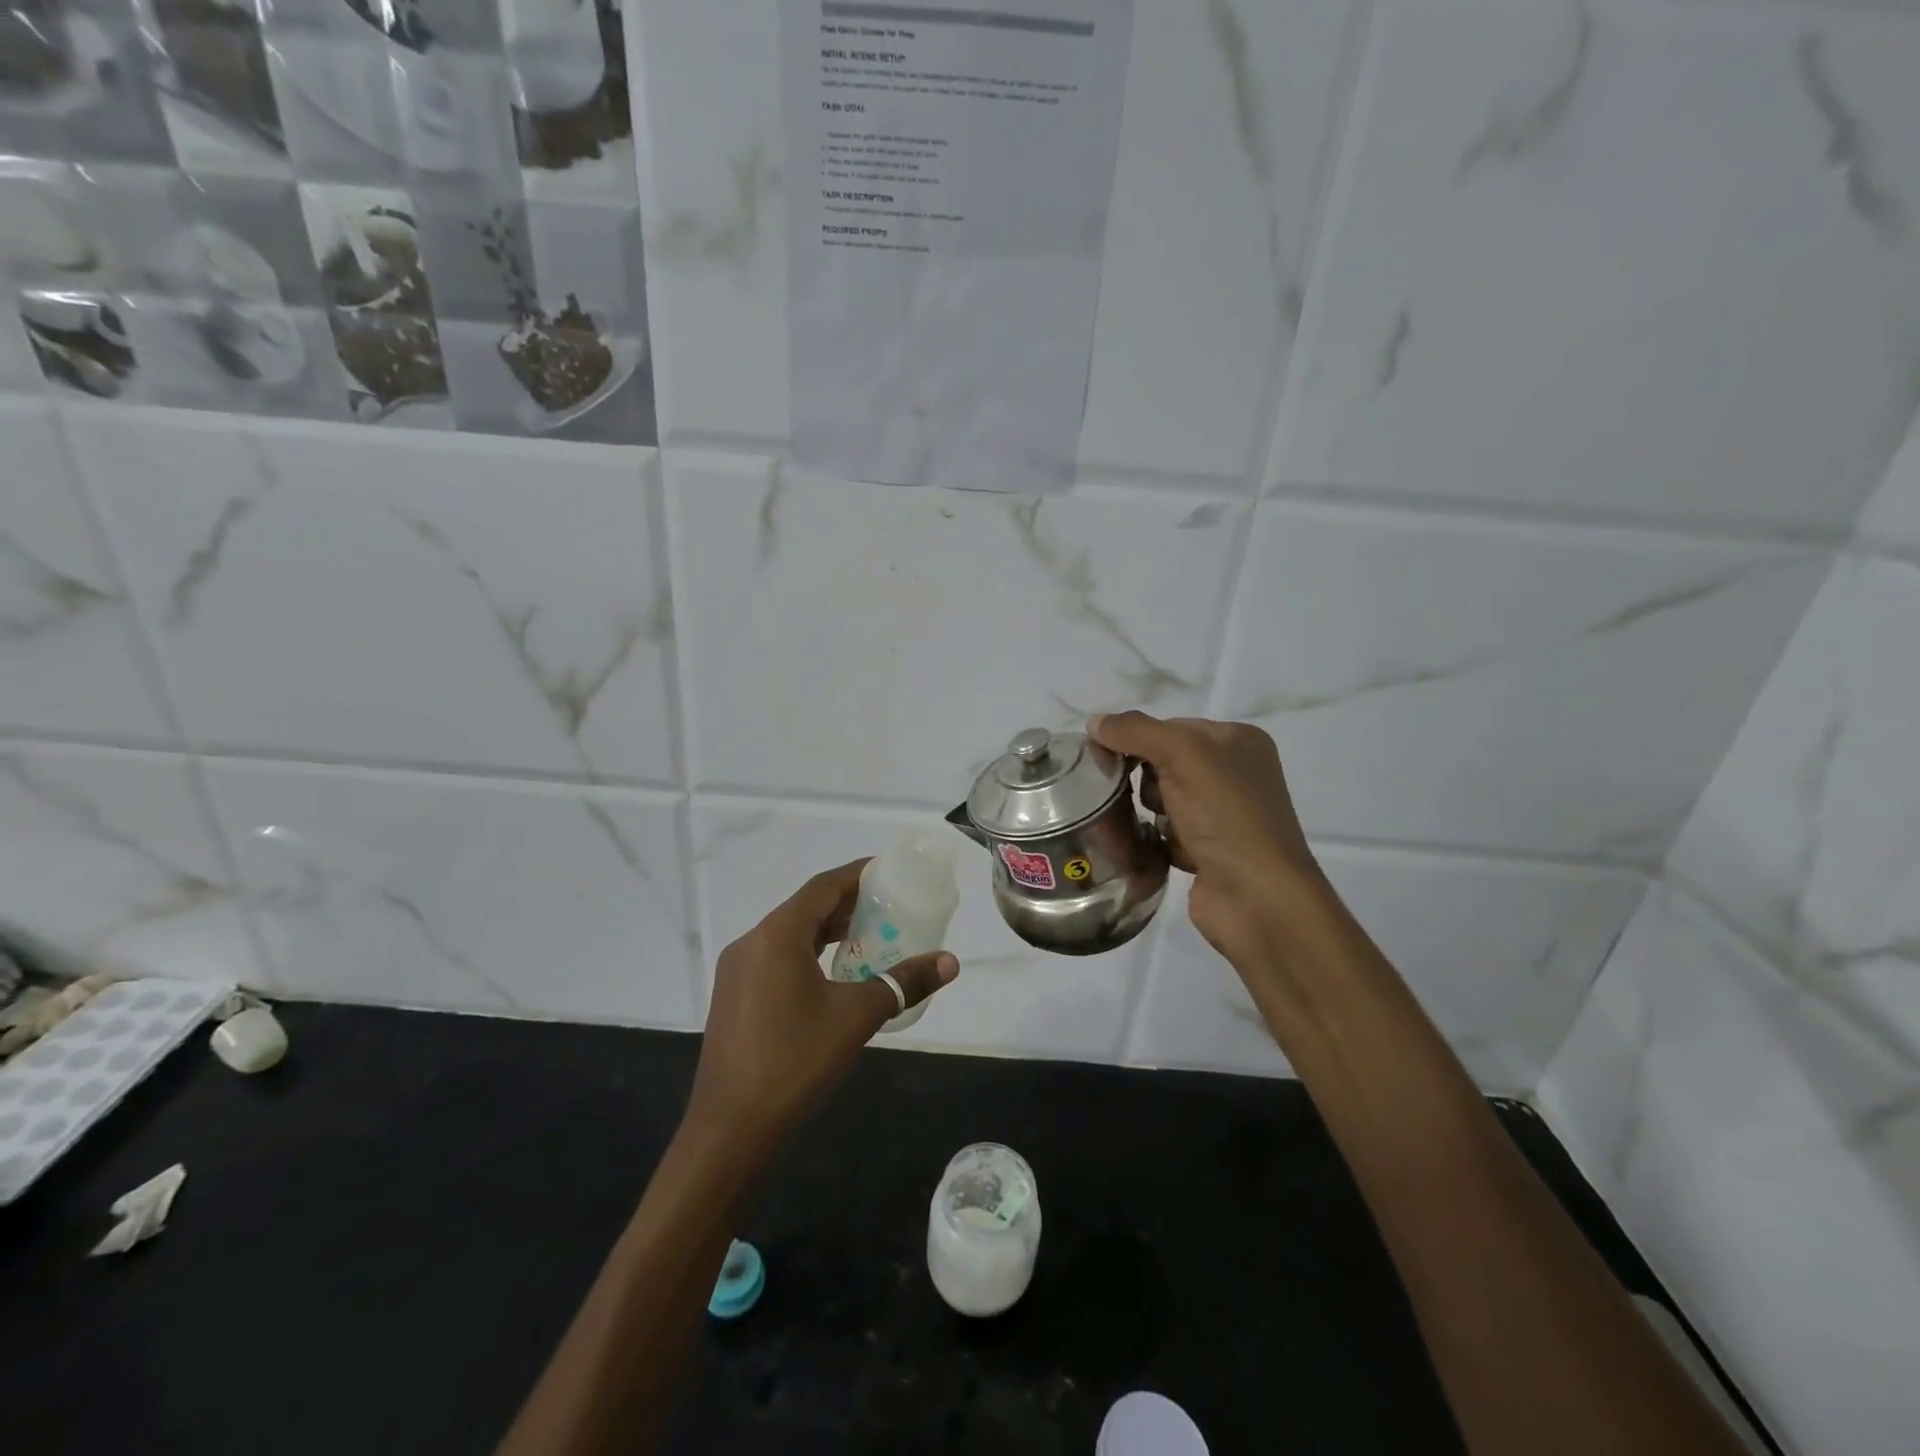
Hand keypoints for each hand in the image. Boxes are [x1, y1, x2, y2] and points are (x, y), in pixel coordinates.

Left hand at [683, 859, 958, 1161]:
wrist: (729, 1130)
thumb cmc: (794, 1062)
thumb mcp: (857, 1017)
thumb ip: (903, 982)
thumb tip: (950, 962)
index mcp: (777, 935)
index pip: (822, 887)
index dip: (856, 874)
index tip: (888, 870)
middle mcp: (751, 943)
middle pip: (805, 908)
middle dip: (847, 903)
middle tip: (890, 905)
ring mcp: (737, 971)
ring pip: (789, 935)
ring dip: (827, 930)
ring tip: (869, 936)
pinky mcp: (733, 997)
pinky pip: (776, 958)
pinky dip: (808, 954)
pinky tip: (834, 975)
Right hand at [1090, 712, 1326, 970]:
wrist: (1256, 898)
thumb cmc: (1225, 816)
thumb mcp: (1183, 755)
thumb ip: (1136, 731)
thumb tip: (1094, 722)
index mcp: (1238, 740)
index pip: (1170, 726)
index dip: (1137, 739)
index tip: (1106, 758)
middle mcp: (1233, 774)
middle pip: (1162, 762)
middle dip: (1142, 779)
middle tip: (1133, 795)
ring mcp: (1222, 815)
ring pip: (1161, 799)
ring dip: (1147, 811)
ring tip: (1146, 827)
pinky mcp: (1206, 850)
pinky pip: (1164, 832)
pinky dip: (1154, 839)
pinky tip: (1152, 849)